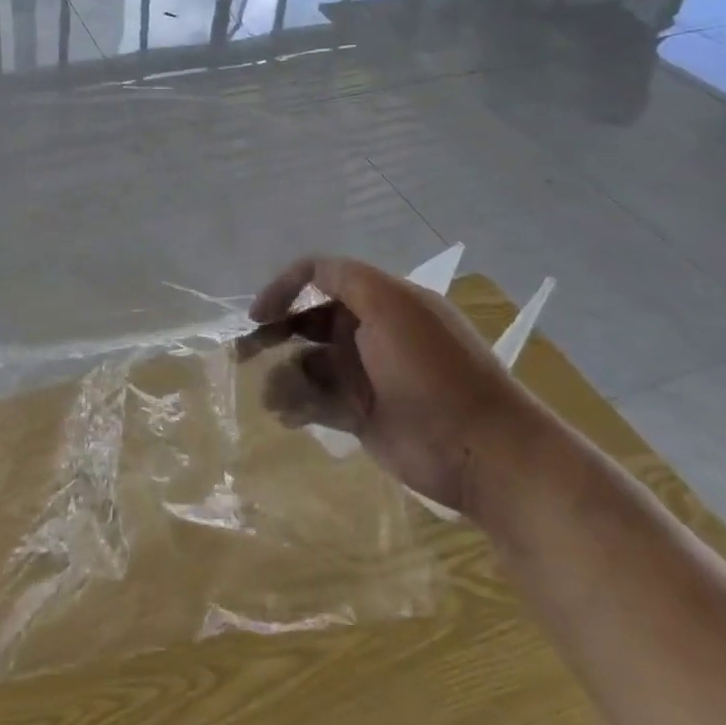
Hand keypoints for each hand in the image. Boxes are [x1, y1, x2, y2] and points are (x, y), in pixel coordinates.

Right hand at [240, 257, 544, 518]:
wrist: (482, 451)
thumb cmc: (432, 369)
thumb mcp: (390, 304)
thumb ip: (343, 278)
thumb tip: (304, 273)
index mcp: (380, 300)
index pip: (322, 278)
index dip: (286, 288)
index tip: (258, 313)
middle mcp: (369, 332)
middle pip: (308, 322)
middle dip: (273, 332)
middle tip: (243, 352)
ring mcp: (365, 375)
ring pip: (307, 364)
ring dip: (283, 374)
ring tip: (273, 397)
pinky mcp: (362, 415)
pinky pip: (317, 401)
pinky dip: (297, 404)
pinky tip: (286, 414)